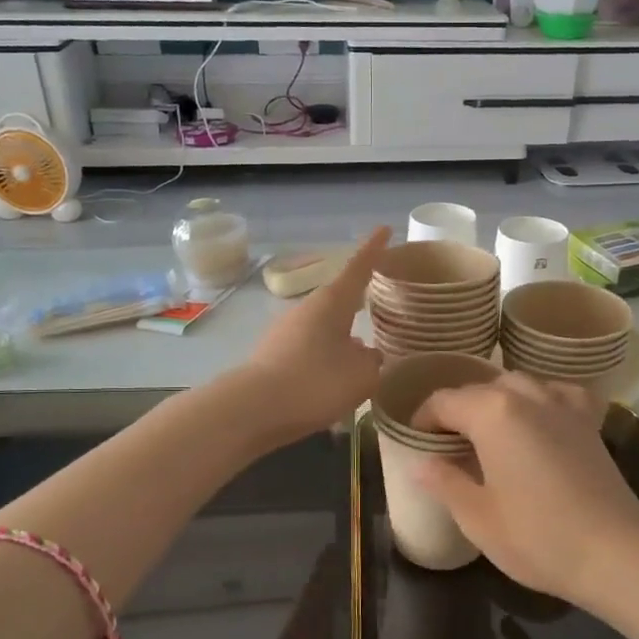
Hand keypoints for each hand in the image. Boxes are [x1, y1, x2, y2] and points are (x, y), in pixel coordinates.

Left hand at [242, 227, 388, 439]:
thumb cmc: (315, 383)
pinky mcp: (274, 355)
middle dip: (358, 299)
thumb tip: (368, 354)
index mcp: (332, 302)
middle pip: (339, 298)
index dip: (374, 249)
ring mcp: (286, 331)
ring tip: (361, 354)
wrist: (253, 409)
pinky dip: (325, 356)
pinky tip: (333, 379)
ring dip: (342, 335)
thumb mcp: (361, 376)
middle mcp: (307, 309)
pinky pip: (309, 348)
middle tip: (379, 300)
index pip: (359, 267)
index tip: (385, 228)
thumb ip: (372, 361)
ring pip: (324, 326)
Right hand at [412, 373, 638, 603]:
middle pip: (480, 390)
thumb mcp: (477, 516)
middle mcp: (527, 394)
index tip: (416, 443)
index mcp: (492, 412)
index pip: (443, 402)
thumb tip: (420, 463)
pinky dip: (540, 400)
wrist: (615, 553)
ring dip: (496, 403)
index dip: (423, 420)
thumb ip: (444, 481)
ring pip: (518, 385)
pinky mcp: (589, 419)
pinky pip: (556, 393)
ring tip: (488, 436)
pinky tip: (538, 422)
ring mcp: (563, 403)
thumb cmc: (536, 536)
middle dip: (458, 411)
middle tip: (447, 446)